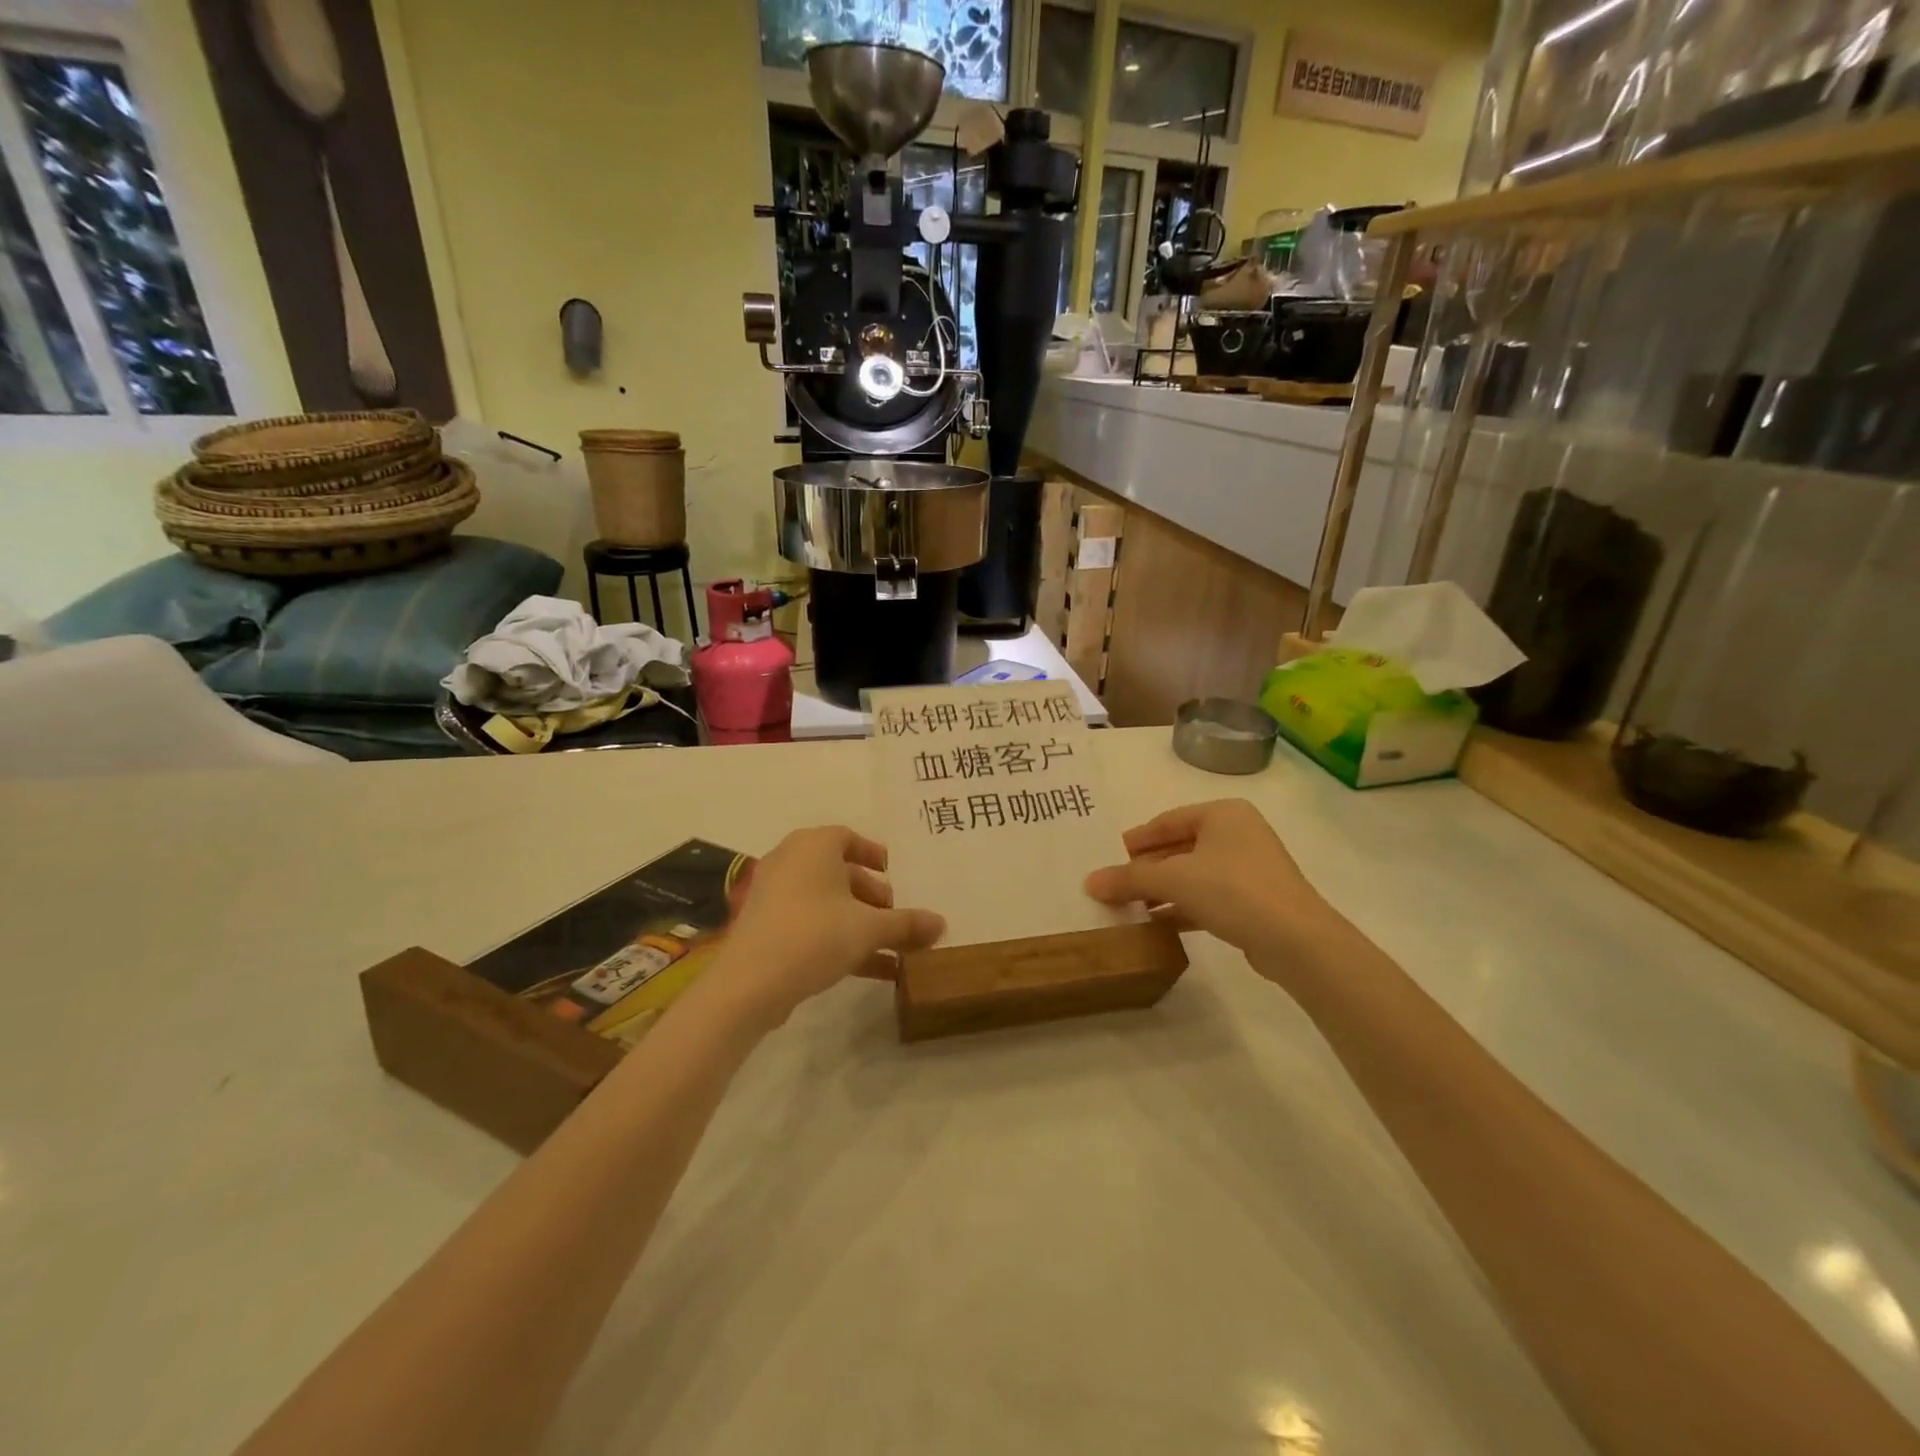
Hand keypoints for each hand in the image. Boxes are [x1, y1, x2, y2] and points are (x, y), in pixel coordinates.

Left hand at [719, 826, 944, 1024]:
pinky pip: (812, 926)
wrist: (750, 983)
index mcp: (814, 846)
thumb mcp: (869, 928)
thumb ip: (907, 924)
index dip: (874, 854)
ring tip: (894, 948)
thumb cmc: (815, 935)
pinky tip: (875, 971)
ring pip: (828, 903)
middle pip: (840, 873)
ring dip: (861, 923)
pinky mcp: (768, 929)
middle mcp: (791, 862)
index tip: (895, 873)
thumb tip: (942, 923)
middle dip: (873, 896)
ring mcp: (776, 896)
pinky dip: (840, 940)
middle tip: (897, 917)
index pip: (848, 837)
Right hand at [1084, 800, 1343, 978]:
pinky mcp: (1256, 901)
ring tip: (1131, 907)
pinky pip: (1209, 897)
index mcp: (1222, 814)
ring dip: (1163, 890)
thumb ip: (1129, 879)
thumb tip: (1089, 882)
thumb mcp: (1173, 880)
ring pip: (1194, 874)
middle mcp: (1239, 834)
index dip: (1137, 839)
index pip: (1167, 821)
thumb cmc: (1233, 891)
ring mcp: (1251, 868)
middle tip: (1117, 884)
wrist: (1296, 940)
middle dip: (1148, 868)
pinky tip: (1159, 924)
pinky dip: (1184, 907)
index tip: (1110, 856)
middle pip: (1180, 847)